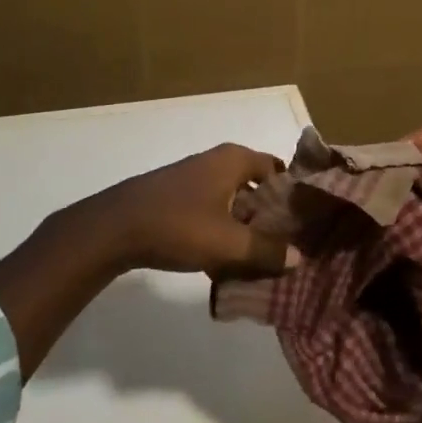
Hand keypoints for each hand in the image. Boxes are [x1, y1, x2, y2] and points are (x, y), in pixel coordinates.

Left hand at [60, 143, 294, 277]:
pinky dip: (224, 232)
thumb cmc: (178, 224)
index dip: (293, 194)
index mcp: (235, 160)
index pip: (278, 169)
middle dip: (271, 217)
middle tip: (289, 247)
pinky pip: (214, 212)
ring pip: (235, 203)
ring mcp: (196, 179)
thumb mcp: (228, 243)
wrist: (114, 228)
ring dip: (246, 228)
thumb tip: (299, 257)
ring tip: (262, 260)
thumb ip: (266, 251)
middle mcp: (218, 162)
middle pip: (257, 187)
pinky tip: (227, 262)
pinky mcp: (179, 198)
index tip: (307, 222)